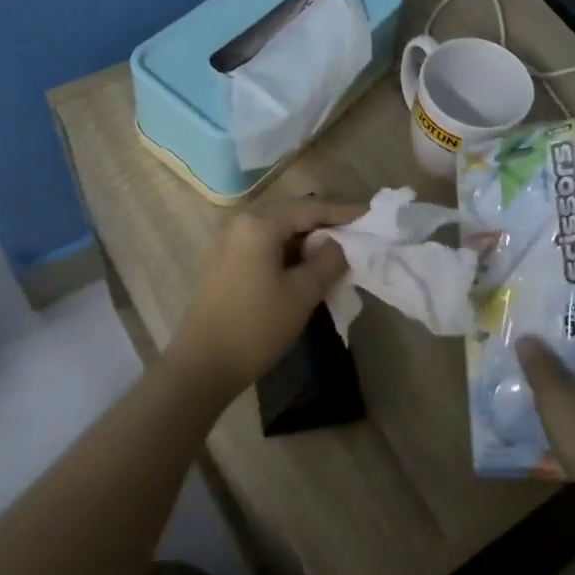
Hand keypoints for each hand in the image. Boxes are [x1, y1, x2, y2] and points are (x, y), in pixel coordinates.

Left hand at [165, 197, 360, 403]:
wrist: (202, 366)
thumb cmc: (256, 326)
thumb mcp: (302, 294)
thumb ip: (327, 261)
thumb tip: (338, 243)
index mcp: (260, 224)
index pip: (310, 208)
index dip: (343, 212)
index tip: (371, 217)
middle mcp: (241, 224)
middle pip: (293, 215)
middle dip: (326, 225)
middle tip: (357, 236)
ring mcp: (229, 244)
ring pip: (279, 232)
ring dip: (307, 241)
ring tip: (338, 254)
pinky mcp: (225, 264)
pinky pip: (265, 247)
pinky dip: (289, 253)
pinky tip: (307, 269)